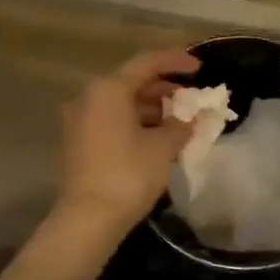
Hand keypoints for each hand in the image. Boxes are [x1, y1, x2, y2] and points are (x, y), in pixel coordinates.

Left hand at [57, 48, 198, 232]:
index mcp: (109, 89)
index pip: (147, 63)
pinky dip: (136, 121)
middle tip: (191, 96)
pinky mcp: (79, 141)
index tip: (200, 68)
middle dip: (164, 87)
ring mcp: (80, 120)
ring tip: (179, 118)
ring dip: (151, 107)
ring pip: (121, 102)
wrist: (88, 219)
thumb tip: (193, 118)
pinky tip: (158, 135)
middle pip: (132, 81)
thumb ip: (182, 125)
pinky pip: (112, 119)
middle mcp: (90, 97)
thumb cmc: (129, 174)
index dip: (176, 61)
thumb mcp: (163, 147)